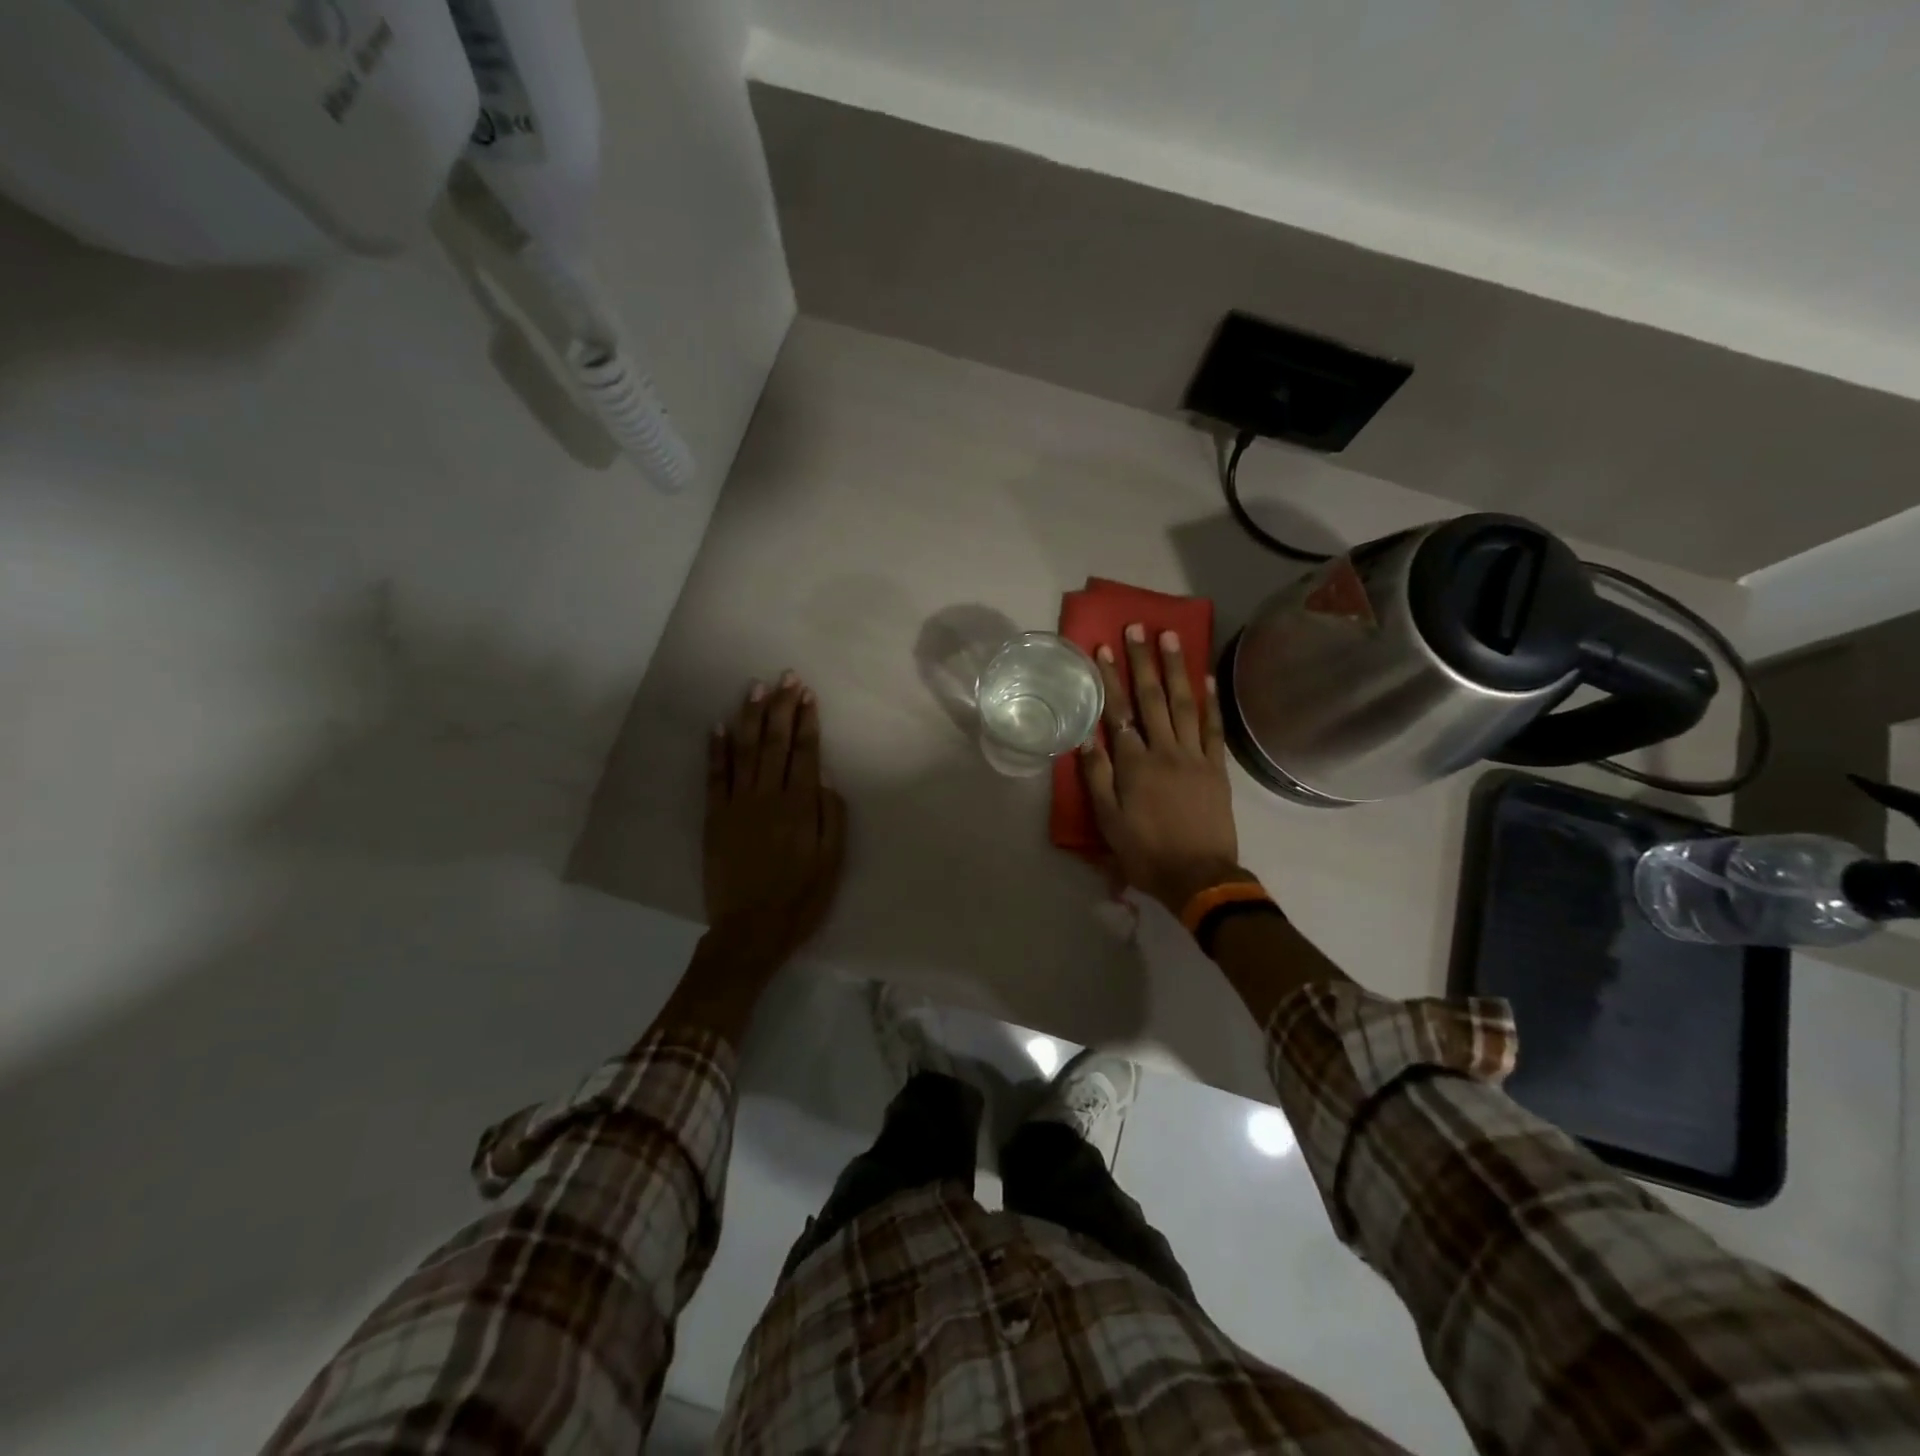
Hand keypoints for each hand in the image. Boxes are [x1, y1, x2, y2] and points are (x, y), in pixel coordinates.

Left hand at [704, 672, 847, 965]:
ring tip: (755, 687)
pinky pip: (714, 776)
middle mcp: (768, 796)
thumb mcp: (832, 862)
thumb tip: (826, 776)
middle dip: (781, 706)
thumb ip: (832, 816)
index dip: (806, 720)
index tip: (807, 693)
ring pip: (745, 750)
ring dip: (750, 716)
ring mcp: (737, 804)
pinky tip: (717, 725)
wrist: (750, 930)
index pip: (805, 752)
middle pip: (775, 742)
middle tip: (785, 676)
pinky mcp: (715, 817)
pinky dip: (715, 749)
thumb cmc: (801, 898)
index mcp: (800, 806)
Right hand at [1080, 624, 1247, 912]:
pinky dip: (1211, 700)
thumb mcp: (1108, 821)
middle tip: (1138, 628)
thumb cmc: (1145, 852)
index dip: (1110, 679)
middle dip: (1143, 661)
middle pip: (1152, 698)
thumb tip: (1085, 736)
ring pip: (1184, 704)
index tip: (1104, 648)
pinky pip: (1213, 727)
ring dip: (1176, 668)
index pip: (1118, 712)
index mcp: (1134, 764)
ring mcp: (1194, 756)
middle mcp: (1164, 751)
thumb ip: (1097, 776)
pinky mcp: (1217, 767)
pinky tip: (1207, 675)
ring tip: (1171, 637)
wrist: (1198, 877)